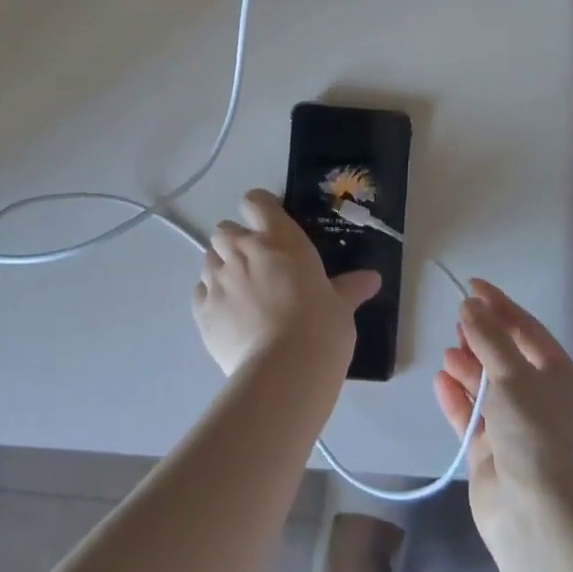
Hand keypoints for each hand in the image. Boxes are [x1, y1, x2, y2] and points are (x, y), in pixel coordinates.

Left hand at [193, 189, 380, 378]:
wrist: (284, 371)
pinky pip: (200, 291)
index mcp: (278, 238)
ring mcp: (217, 279)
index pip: (255, 201)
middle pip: (225, 229)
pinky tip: (228, 316)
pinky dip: (210, 297)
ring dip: (222, 267)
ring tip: (240, 291)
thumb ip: (350, 288)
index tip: (270, 225)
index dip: (259, 209)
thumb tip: (372, 279)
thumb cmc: (320, 327)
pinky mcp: (201, 310)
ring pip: (209, 258)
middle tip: (256, 263)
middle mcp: (242, 250)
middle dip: (236, 241)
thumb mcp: (341, 306)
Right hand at [435, 279, 572, 553]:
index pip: (527, 330)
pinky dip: (456, 397)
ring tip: (448, 352)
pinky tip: (440, 380)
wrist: (539, 518)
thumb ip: (489, 337)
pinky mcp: (491, 454)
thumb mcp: (514, 375)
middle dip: (482, 337)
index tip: (472, 285)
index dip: (500, 305)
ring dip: (468, 367)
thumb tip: (470, 304)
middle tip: (457, 319)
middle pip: (506, 357)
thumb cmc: (536, 433)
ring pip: (487, 386)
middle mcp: (540, 399)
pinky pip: (471, 415)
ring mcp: (515, 428)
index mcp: (559, 377)